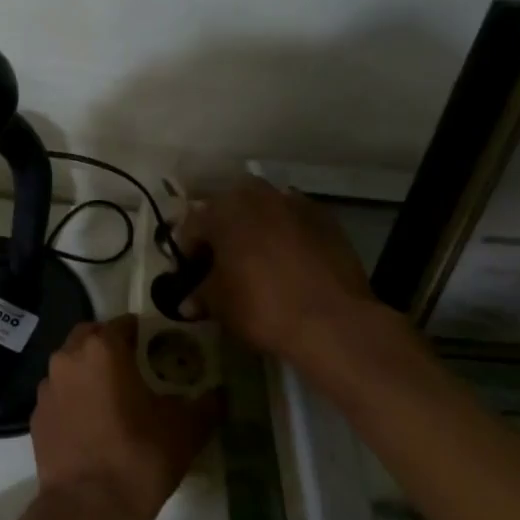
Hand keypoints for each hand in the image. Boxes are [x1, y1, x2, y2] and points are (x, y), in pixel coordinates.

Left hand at [30, 316, 219, 519]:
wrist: (88, 508)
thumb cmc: (139, 458)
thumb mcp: (186, 429)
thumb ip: (205, 403)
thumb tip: (219, 393)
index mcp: (102, 349)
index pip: (123, 324)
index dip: (142, 333)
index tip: (158, 347)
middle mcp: (68, 358)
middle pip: (90, 337)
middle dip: (110, 345)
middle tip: (135, 367)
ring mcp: (46, 387)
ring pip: (70, 365)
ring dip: (89, 371)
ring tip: (114, 397)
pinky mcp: (36, 415)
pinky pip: (59, 395)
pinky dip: (74, 399)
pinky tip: (92, 424)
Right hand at [177, 177, 375, 359]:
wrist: (333, 322)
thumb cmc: (261, 306)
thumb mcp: (219, 304)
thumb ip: (199, 294)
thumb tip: (187, 302)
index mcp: (223, 211)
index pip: (192, 226)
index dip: (186, 252)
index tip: (187, 275)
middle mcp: (258, 197)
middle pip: (229, 209)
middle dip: (222, 230)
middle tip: (220, 261)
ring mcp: (296, 204)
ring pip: (264, 210)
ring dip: (255, 228)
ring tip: (255, 259)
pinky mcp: (327, 220)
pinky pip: (295, 222)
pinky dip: (286, 235)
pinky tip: (288, 262)